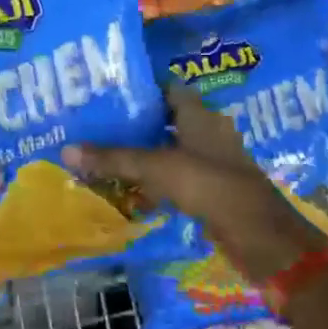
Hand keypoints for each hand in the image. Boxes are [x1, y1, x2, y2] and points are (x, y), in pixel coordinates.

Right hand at [63, 88, 327, 281]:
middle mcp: (208, 134)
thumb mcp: (157, 168)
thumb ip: (114, 158)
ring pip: (170, 152)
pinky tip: (130, 190)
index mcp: (201, 116)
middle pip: (166, 121)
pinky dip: (155, 182)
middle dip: (135, 124)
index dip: (141, 90)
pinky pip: (176, 179)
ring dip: (143, 155)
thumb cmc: (211, 187)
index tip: (108, 95)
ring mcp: (213, 164)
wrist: (261, 238)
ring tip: (104, 156)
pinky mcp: (212, 192)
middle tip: (96, 126)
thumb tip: (66, 150)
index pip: (168, 90)